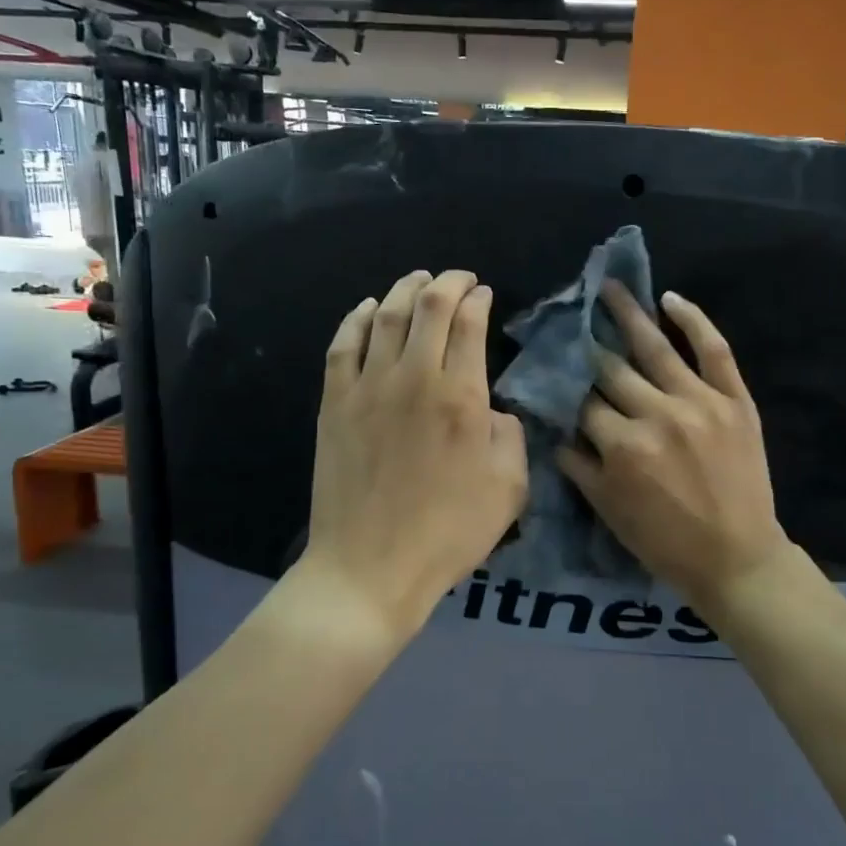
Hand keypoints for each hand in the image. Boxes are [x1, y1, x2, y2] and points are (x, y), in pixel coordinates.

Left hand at [304, 270, 528, 642]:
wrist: (370, 567)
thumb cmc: (448, 533)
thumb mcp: (509, 489)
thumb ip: (510, 436)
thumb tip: (491, 409)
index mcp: (461, 397)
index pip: (469, 325)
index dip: (479, 300)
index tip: (485, 294)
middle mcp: (414, 378)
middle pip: (428, 307)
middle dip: (448, 283)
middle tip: (459, 278)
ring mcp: (368, 388)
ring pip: (385, 316)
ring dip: (404, 289)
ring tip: (417, 278)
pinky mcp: (335, 404)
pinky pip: (343, 345)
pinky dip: (356, 318)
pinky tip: (367, 308)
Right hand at [555, 283, 789, 606]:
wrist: (737, 558)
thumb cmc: (665, 542)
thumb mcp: (609, 510)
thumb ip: (578, 465)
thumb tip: (554, 426)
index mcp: (623, 446)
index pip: (582, 402)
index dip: (563, 383)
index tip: (550, 363)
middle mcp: (658, 414)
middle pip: (612, 369)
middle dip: (587, 342)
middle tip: (570, 315)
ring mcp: (701, 402)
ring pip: (656, 348)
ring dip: (629, 314)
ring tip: (610, 287)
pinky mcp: (735, 400)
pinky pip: (715, 350)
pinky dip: (694, 321)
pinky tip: (671, 299)